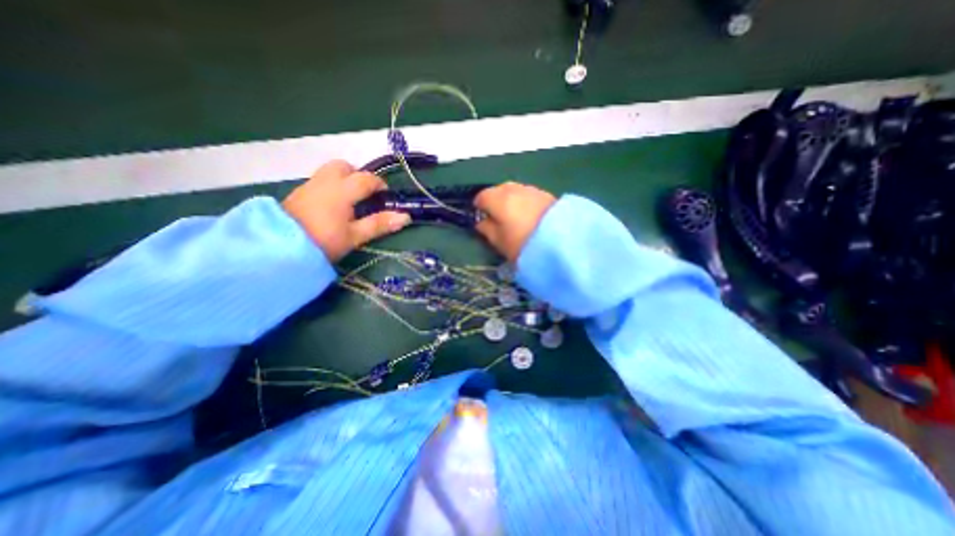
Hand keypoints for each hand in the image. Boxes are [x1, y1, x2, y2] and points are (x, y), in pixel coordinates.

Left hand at [281, 159, 406, 260]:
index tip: (386, 197)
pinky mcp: (298, 193)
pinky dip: (331, 186)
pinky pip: (319, 181)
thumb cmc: (323, 242)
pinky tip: (332, 207)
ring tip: (350, 202)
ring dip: (343, 180)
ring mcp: (309, 185)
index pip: (366, 179)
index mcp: (341, 190)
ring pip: (329, 172)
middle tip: (365, 195)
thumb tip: (406, 217)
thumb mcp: (355, 236)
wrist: (279, 248)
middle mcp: (324, 181)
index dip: (379, 185)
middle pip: (344, 166)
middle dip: (357, 176)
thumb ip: (379, 224)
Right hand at [474, 182, 557, 260]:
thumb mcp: (499, 242)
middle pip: (498, 190)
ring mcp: (531, 189)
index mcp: (499, 199)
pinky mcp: (546, 194)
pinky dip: (524, 202)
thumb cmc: (523, 244)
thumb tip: (482, 221)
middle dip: (495, 201)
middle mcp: (514, 189)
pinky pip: (528, 195)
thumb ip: (487, 229)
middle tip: (498, 218)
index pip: (482, 196)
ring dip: (510, 200)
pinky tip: (529, 215)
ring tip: (514, 217)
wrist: (563, 241)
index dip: (479, 207)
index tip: (482, 219)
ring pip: (514, 191)